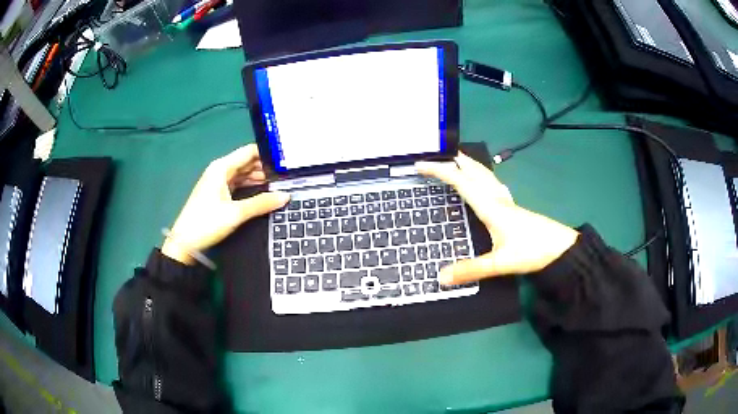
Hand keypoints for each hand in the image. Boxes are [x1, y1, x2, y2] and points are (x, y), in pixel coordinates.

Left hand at [162, 144, 289, 264]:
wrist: (185, 243)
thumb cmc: (207, 222)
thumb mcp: (236, 213)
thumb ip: (262, 203)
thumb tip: (286, 196)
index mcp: (222, 167)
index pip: (249, 152)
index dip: (267, 154)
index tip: (286, 161)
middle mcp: (220, 170)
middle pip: (246, 162)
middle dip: (265, 167)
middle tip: (287, 175)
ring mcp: (218, 182)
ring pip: (243, 174)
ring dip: (259, 178)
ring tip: (279, 184)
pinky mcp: (218, 194)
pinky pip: (238, 184)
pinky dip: (250, 186)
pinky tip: (263, 192)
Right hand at [415, 152, 577, 284]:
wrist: (561, 249)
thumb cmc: (532, 250)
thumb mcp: (499, 263)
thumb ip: (470, 270)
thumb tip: (440, 277)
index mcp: (490, 207)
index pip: (460, 182)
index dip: (440, 171)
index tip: (421, 164)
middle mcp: (497, 199)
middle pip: (474, 171)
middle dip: (454, 160)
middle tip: (438, 153)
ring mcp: (507, 202)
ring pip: (485, 175)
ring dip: (469, 165)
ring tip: (457, 160)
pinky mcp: (514, 208)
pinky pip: (493, 184)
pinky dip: (482, 176)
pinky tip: (485, 183)